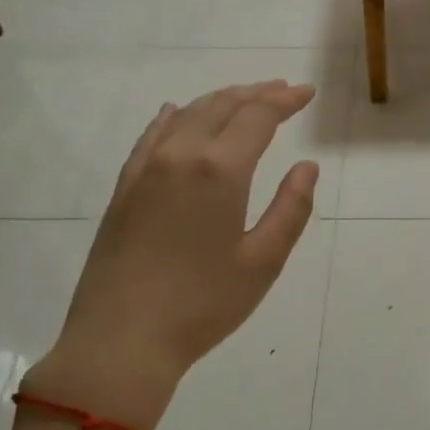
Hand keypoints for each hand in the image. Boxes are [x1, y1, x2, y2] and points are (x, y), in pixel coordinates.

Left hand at [24, 81, 318, 429]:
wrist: (122, 339)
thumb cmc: (203, 304)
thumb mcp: (263, 262)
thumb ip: (291, 209)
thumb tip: (306, 167)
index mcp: (219, 171)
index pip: (257, 117)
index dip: (284, 100)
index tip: (307, 93)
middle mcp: (179, 156)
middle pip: (221, 106)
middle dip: (255, 93)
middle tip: (282, 90)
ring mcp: (145, 169)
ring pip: (186, 115)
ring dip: (219, 101)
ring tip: (243, 99)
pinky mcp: (123, 188)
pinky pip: (152, 135)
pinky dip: (175, 117)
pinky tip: (178, 114)